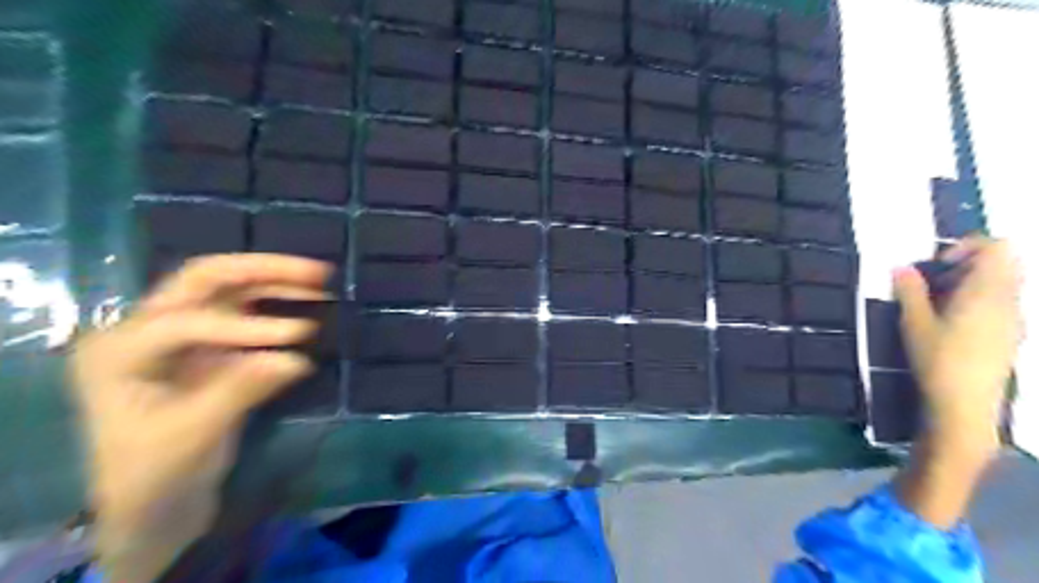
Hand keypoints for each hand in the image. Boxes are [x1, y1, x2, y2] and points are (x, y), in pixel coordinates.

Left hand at [71, 256, 329, 582]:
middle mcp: (147, 329)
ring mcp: (183, 335)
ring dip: (276, 283)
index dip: (246, 326)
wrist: (156, 502)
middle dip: (262, 271)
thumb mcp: (192, 436)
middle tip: (316, 272)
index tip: (301, 335)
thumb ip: (241, 390)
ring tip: (321, 283)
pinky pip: (249, 315)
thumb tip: (297, 360)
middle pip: (206, 280)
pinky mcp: (213, 347)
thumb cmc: (156, 474)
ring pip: (230, 290)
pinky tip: (309, 308)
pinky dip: (280, 307)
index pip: (186, 322)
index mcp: (119, 350)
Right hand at [890, 237, 1020, 527]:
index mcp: (988, 292)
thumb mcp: (914, 324)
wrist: (966, 407)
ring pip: (1003, 284)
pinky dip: (978, 301)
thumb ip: (910, 291)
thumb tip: (901, 267)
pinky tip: (950, 323)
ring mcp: (1014, 319)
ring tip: (937, 303)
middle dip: (968, 264)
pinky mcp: (1010, 336)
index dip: (967, 247)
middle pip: (1003, 263)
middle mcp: (1010, 301)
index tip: (937, 265)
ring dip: (971, 283)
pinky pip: (1002, 303)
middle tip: (935, 282)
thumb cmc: (938, 361)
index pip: (997, 247)